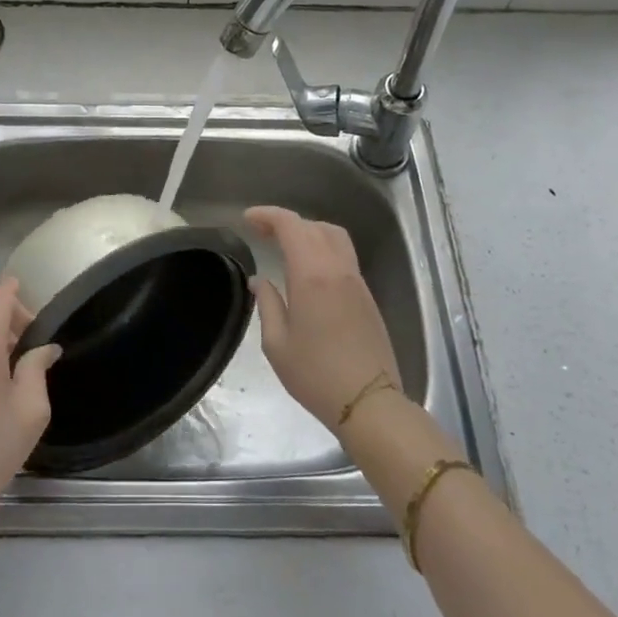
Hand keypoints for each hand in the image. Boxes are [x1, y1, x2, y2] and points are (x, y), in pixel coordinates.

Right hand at [244, 206, 401, 432]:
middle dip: (285, 222)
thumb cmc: (315, 375)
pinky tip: (308, 267)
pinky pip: (344, 255)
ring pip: (334, 236)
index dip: (268, 215)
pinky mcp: (367, 295)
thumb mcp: (277, 344)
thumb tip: (260, 281)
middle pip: (313, 226)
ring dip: (308, 231)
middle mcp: (337, 268)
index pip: (291, 225)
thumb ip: (267, 305)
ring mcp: (356, 280)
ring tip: (286, 244)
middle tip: (261, 232)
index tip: (248, 220)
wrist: (369, 401)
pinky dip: (323, 247)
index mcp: (312, 275)